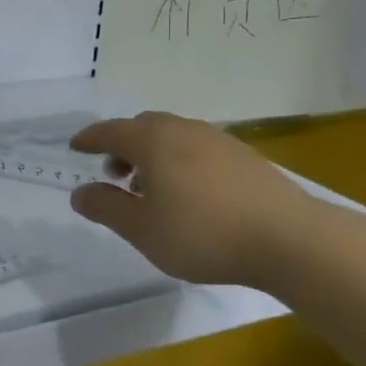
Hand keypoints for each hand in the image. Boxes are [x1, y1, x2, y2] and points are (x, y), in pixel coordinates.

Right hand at [67, 112, 318, 287]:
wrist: (289, 239)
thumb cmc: (202, 233)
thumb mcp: (142, 229)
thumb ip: (106, 207)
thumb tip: (80, 192)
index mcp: (153, 141)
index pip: (111, 131)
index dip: (90, 139)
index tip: (75, 147)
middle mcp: (184, 130)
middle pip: (143, 127)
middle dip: (123, 146)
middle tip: (114, 173)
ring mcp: (219, 141)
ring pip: (173, 137)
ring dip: (153, 154)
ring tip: (151, 188)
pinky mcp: (245, 157)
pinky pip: (198, 149)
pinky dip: (180, 161)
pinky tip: (189, 193)